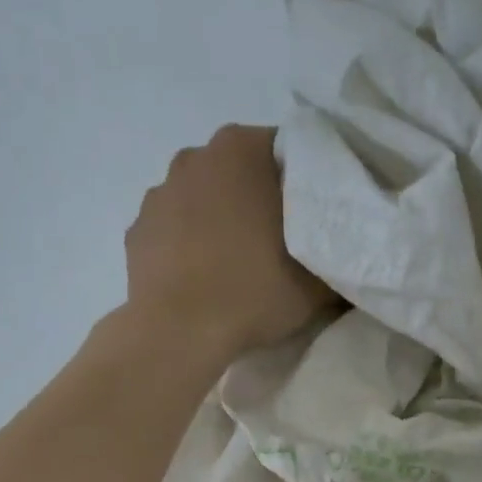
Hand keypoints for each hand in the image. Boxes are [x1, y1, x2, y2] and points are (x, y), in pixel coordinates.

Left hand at [124, 124, 334, 360]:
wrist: (179, 332)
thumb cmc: (253, 291)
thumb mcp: (317, 281)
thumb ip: (336, 257)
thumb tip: (344, 256)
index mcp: (241, 150)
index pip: (286, 148)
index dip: (304, 181)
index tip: (314, 215)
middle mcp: (195, 157)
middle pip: (239, 170)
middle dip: (259, 195)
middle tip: (281, 238)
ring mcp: (159, 193)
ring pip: (202, 196)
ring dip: (220, 217)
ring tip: (237, 261)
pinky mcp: (137, 229)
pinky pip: (174, 228)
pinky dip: (188, 243)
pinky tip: (203, 275)